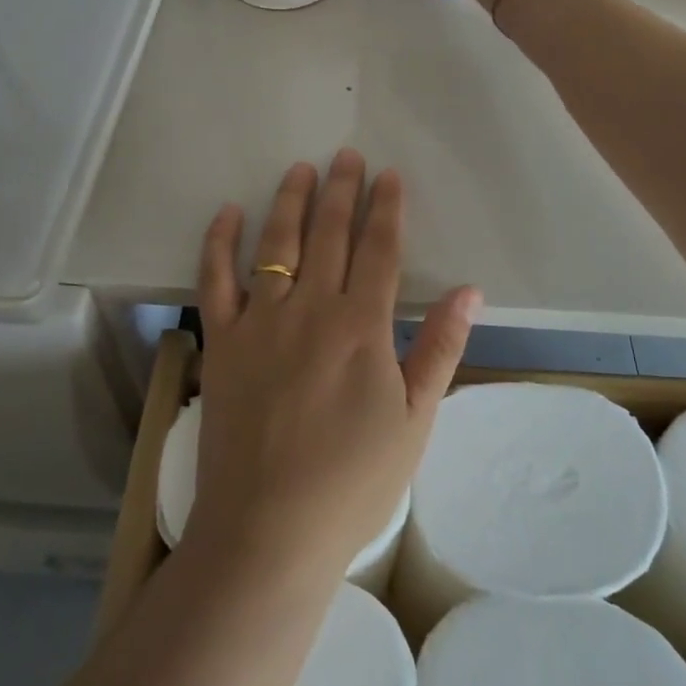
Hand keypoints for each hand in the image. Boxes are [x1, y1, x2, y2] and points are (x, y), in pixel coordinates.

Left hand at [190, 151, 480, 585]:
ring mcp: (260, 322)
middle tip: (347, 155)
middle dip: (341, 190)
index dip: (386, 209)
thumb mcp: (414, 421)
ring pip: (276, 244)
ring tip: (300, 169)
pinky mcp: (222, 341)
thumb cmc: (352, 482)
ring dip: (290, 201)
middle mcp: (311, 309)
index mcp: (362, 327)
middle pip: (329, 235)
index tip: (389, 176)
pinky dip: (219, 242)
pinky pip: (215, 279)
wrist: (269, 529)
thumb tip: (471, 291)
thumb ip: (440, 349)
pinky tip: (227, 212)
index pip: (379, 250)